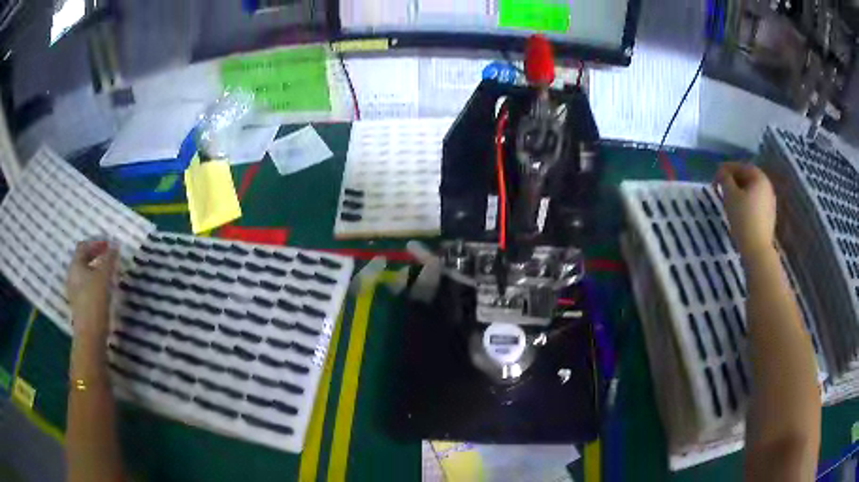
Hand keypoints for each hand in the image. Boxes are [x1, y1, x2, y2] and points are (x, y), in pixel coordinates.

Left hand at [66, 240, 117, 341]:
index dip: (96, 243)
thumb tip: (115, 246)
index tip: (109, 245)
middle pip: (83, 261)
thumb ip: (109, 259)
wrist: (90, 335)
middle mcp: (72, 276)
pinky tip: (104, 291)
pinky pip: (86, 288)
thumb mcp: (104, 276)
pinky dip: (95, 284)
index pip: (84, 246)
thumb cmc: (95, 300)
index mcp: (75, 265)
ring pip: (85, 275)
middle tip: (108, 258)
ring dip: (95, 271)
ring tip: (108, 275)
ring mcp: (75, 293)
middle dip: (95, 257)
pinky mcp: (80, 306)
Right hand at [714, 162, 776, 257]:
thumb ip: (725, 179)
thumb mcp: (730, 195)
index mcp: (759, 177)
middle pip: (747, 177)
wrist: (757, 249)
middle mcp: (767, 185)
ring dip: (739, 191)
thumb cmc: (743, 219)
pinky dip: (746, 201)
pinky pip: (755, 201)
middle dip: (733, 180)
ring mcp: (770, 201)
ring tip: (728, 199)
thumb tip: (721, 172)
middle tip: (721, 187)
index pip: (740, 166)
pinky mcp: (769, 215)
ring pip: (751, 190)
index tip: (715, 176)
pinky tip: (738, 210)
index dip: (726, 169)